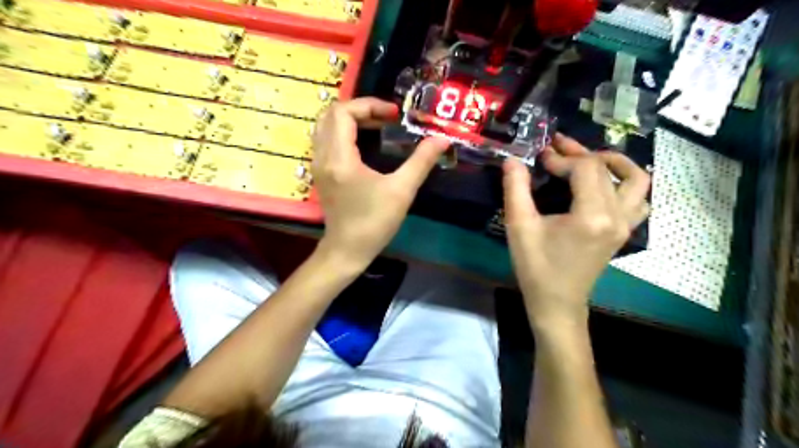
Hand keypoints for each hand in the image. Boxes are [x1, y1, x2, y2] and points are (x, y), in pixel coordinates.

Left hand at [312, 97, 447, 268]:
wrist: (348, 250)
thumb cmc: (374, 222)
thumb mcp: (402, 191)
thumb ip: (421, 161)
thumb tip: (442, 139)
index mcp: (339, 158)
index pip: (343, 112)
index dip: (369, 105)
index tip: (394, 115)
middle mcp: (323, 156)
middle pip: (331, 114)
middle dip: (360, 109)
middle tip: (386, 118)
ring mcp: (318, 165)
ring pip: (326, 126)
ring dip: (351, 120)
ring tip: (378, 126)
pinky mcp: (321, 173)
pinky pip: (327, 140)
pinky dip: (344, 133)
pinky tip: (365, 144)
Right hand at [505, 134, 648, 331]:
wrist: (557, 302)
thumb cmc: (536, 267)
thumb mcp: (519, 227)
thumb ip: (515, 189)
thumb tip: (512, 160)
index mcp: (592, 215)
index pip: (585, 168)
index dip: (561, 157)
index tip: (539, 157)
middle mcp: (617, 216)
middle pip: (606, 169)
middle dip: (579, 153)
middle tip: (556, 146)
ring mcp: (626, 225)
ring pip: (637, 180)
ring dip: (614, 164)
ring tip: (589, 159)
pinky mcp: (624, 232)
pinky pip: (638, 200)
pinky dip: (625, 185)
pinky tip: (603, 186)